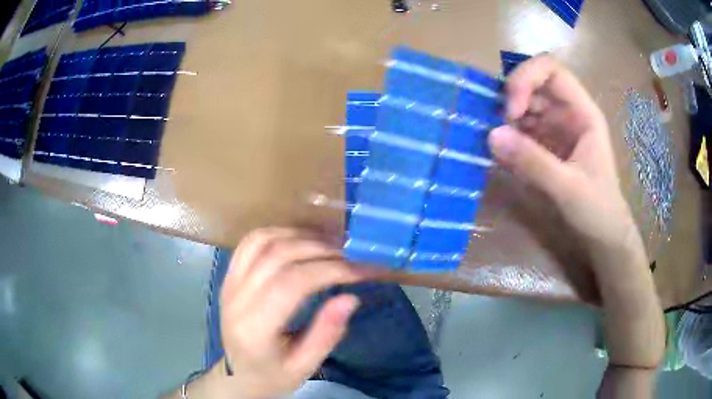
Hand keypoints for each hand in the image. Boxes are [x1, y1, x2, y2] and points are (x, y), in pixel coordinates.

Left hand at [216, 228, 368, 397]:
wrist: (237, 374)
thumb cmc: (273, 375)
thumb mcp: (304, 366)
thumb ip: (326, 334)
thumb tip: (351, 298)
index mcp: (255, 329)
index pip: (292, 284)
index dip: (330, 270)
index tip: (361, 270)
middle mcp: (236, 299)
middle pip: (278, 256)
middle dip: (321, 250)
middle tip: (351, 257)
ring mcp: (229, 283)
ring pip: (263, 241)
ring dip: (300, 236)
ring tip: (330, 246)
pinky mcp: (228, 275)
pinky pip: (250, 241)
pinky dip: (278, 233)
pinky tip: (300, 240)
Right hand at [489, 55, 663, 373]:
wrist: (610, 256)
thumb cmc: (604, 224)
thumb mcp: (574, 196)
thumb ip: (537, 164)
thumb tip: (493, 135)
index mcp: (584, 118)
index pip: (552, 71)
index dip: (528, 78)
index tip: (510, 106)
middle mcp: (568, 121)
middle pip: (533, 85)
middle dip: (510, 94)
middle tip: (496, 122)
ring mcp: (556, 139)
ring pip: (523, 109)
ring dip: (504, 116)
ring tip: (490, 139)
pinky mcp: (546, 160)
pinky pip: (520, 136)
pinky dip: (504, 138)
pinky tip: (495, 155)